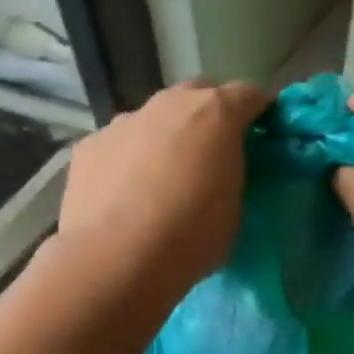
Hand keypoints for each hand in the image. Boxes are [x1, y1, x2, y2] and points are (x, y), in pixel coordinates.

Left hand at [58, 79, 270, 300]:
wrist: (116, 259)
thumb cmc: (191, 236)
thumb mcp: (235, 208)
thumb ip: (234, 173)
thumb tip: (224, 168)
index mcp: (216, 113)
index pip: (250, 93)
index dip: (260, 112)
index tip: (263, 134)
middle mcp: (169, 104)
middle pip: (197, 94)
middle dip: (209, 115)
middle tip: (212, 153)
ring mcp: (124, 121)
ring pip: (154, 118)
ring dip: (164, 137)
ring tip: (162, 179)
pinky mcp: (90, 145)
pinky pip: (119, 144)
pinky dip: (127, 159)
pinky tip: (124, 195)